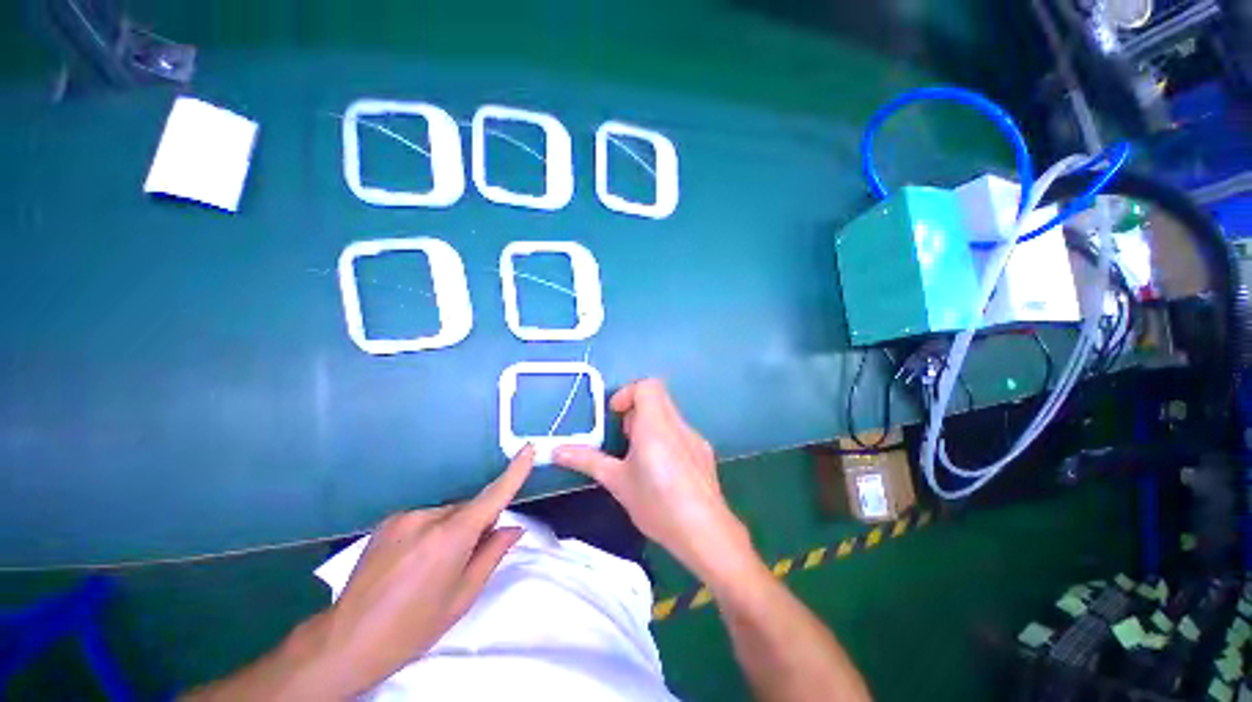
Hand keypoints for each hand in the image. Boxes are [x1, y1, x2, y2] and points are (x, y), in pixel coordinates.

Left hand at [309, 446, 534, 695]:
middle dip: (476, 524)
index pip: (492, 496)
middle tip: (465, 558)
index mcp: (450, 537)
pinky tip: (413, 560)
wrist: (346, 641)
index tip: (528, 449)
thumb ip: (492, 555)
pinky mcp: (388, 520)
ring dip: (452, 529)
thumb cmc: (413, 627)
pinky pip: (425, 517)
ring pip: (447, 513)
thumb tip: (513, 528)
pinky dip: (431, 530)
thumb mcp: (462, 597)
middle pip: (469, 508)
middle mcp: (427, 517)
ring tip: (432, 566)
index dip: (514, 472)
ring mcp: (404, 516)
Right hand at [554, 380, 751, 581]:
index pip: (647, 386)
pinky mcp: (704, 452)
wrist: (705, 532)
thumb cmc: (656, 503)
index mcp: (656, 424)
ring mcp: (694, 437)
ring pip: (669, 415)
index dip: (628, 393)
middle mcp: (678, 424)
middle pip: (657, 397)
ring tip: (641, 458)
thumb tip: (556, 451)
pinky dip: (665, 439)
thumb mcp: (617, 481)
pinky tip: (662, 471)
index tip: (615, 416)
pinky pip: (680, 433)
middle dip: (636, 411)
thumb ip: (587, 460)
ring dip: (650, 425)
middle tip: (625, 439)